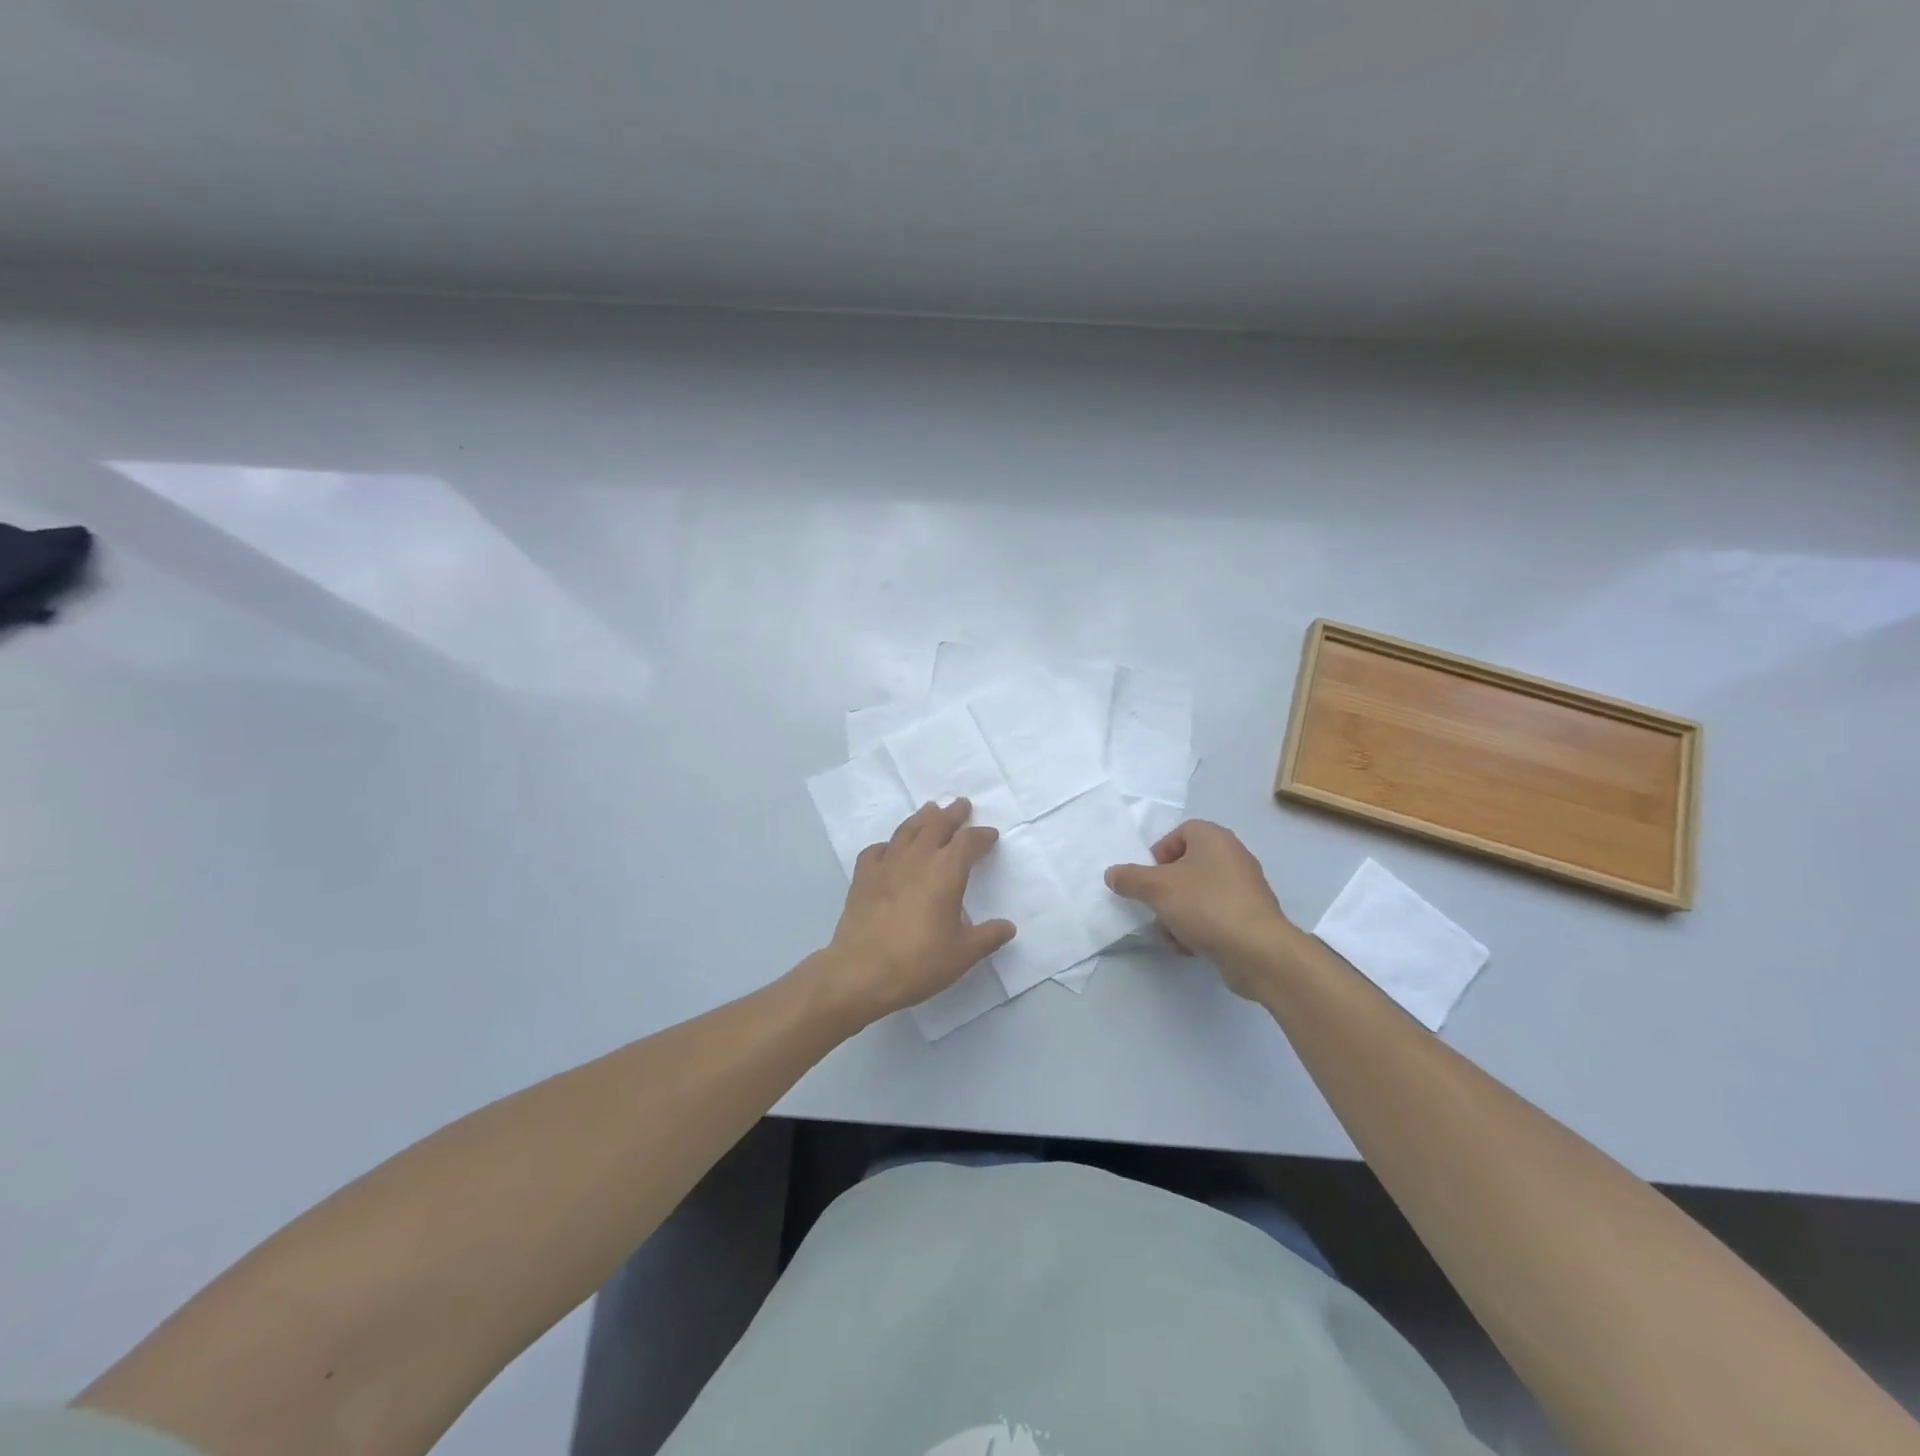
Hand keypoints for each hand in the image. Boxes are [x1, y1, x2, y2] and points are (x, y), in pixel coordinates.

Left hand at [819, 798, 1015, 1024]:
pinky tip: (890, 849)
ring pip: (907, 830)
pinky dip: (889, 845)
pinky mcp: (863, 877)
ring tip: (930, 810)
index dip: (981, 836)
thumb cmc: (919, 962)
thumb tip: (1008, 927)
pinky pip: (877, 850)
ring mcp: (886, 865)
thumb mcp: (963, 954)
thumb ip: (988, 936)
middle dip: (952, 814)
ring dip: (922, 818)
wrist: (861, 972)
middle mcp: (917, 859)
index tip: (990, 835)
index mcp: (946, 871)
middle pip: (936, 825)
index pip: (968, 842)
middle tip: (961, 804)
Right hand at [1105, 820, 1299, 998]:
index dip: (1159, 853)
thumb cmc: (1205, 905)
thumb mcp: (1156, 888)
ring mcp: (1244, 888)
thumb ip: (1129, 878)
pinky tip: (1190, 946)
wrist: (1257, 950)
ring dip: (1177, 914)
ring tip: (1172, 933)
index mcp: (1213, 838)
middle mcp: (1232, 856)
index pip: (1179, 833)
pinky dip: (1199, 928)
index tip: (1148, 878)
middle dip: (1165, 891)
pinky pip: (1214, 915)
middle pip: (1186, 867)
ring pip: (1197, 895)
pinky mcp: (1250, 917)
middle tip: (1156, 907)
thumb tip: (1112, 874)